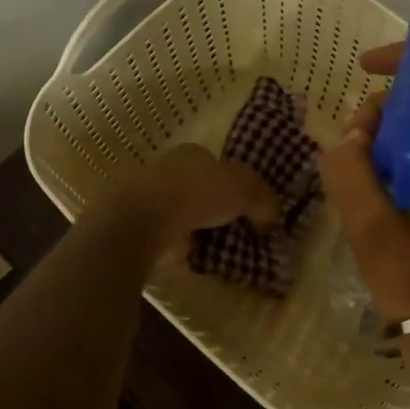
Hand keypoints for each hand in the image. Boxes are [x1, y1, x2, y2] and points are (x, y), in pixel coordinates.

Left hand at [103, 144, 279, 261]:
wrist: (144, 219)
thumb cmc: (197, 193)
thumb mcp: (245, 190)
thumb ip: (263, 201)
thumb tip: (272, 218)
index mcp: (194, 153)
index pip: (220, 166)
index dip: (237, 186)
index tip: (249, 209)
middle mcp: (169, 168)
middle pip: (201, 187)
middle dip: (216, 207)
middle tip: (236, 230)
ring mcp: (150, 195)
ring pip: (183, 210)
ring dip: (197, 226)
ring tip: (217, 247)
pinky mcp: (137, 222)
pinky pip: (168, 233)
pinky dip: (180, 242)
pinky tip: (193, 255)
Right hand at [318, 44, 409, 321]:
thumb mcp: (373, 228)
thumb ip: (352, 172)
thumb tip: (350, 136)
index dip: (408, 61)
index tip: (366, 69)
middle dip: (388, 111)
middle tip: (353, 144)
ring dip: (390, 141)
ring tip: (358, 175)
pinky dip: (401, 164)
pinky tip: (374, 193)